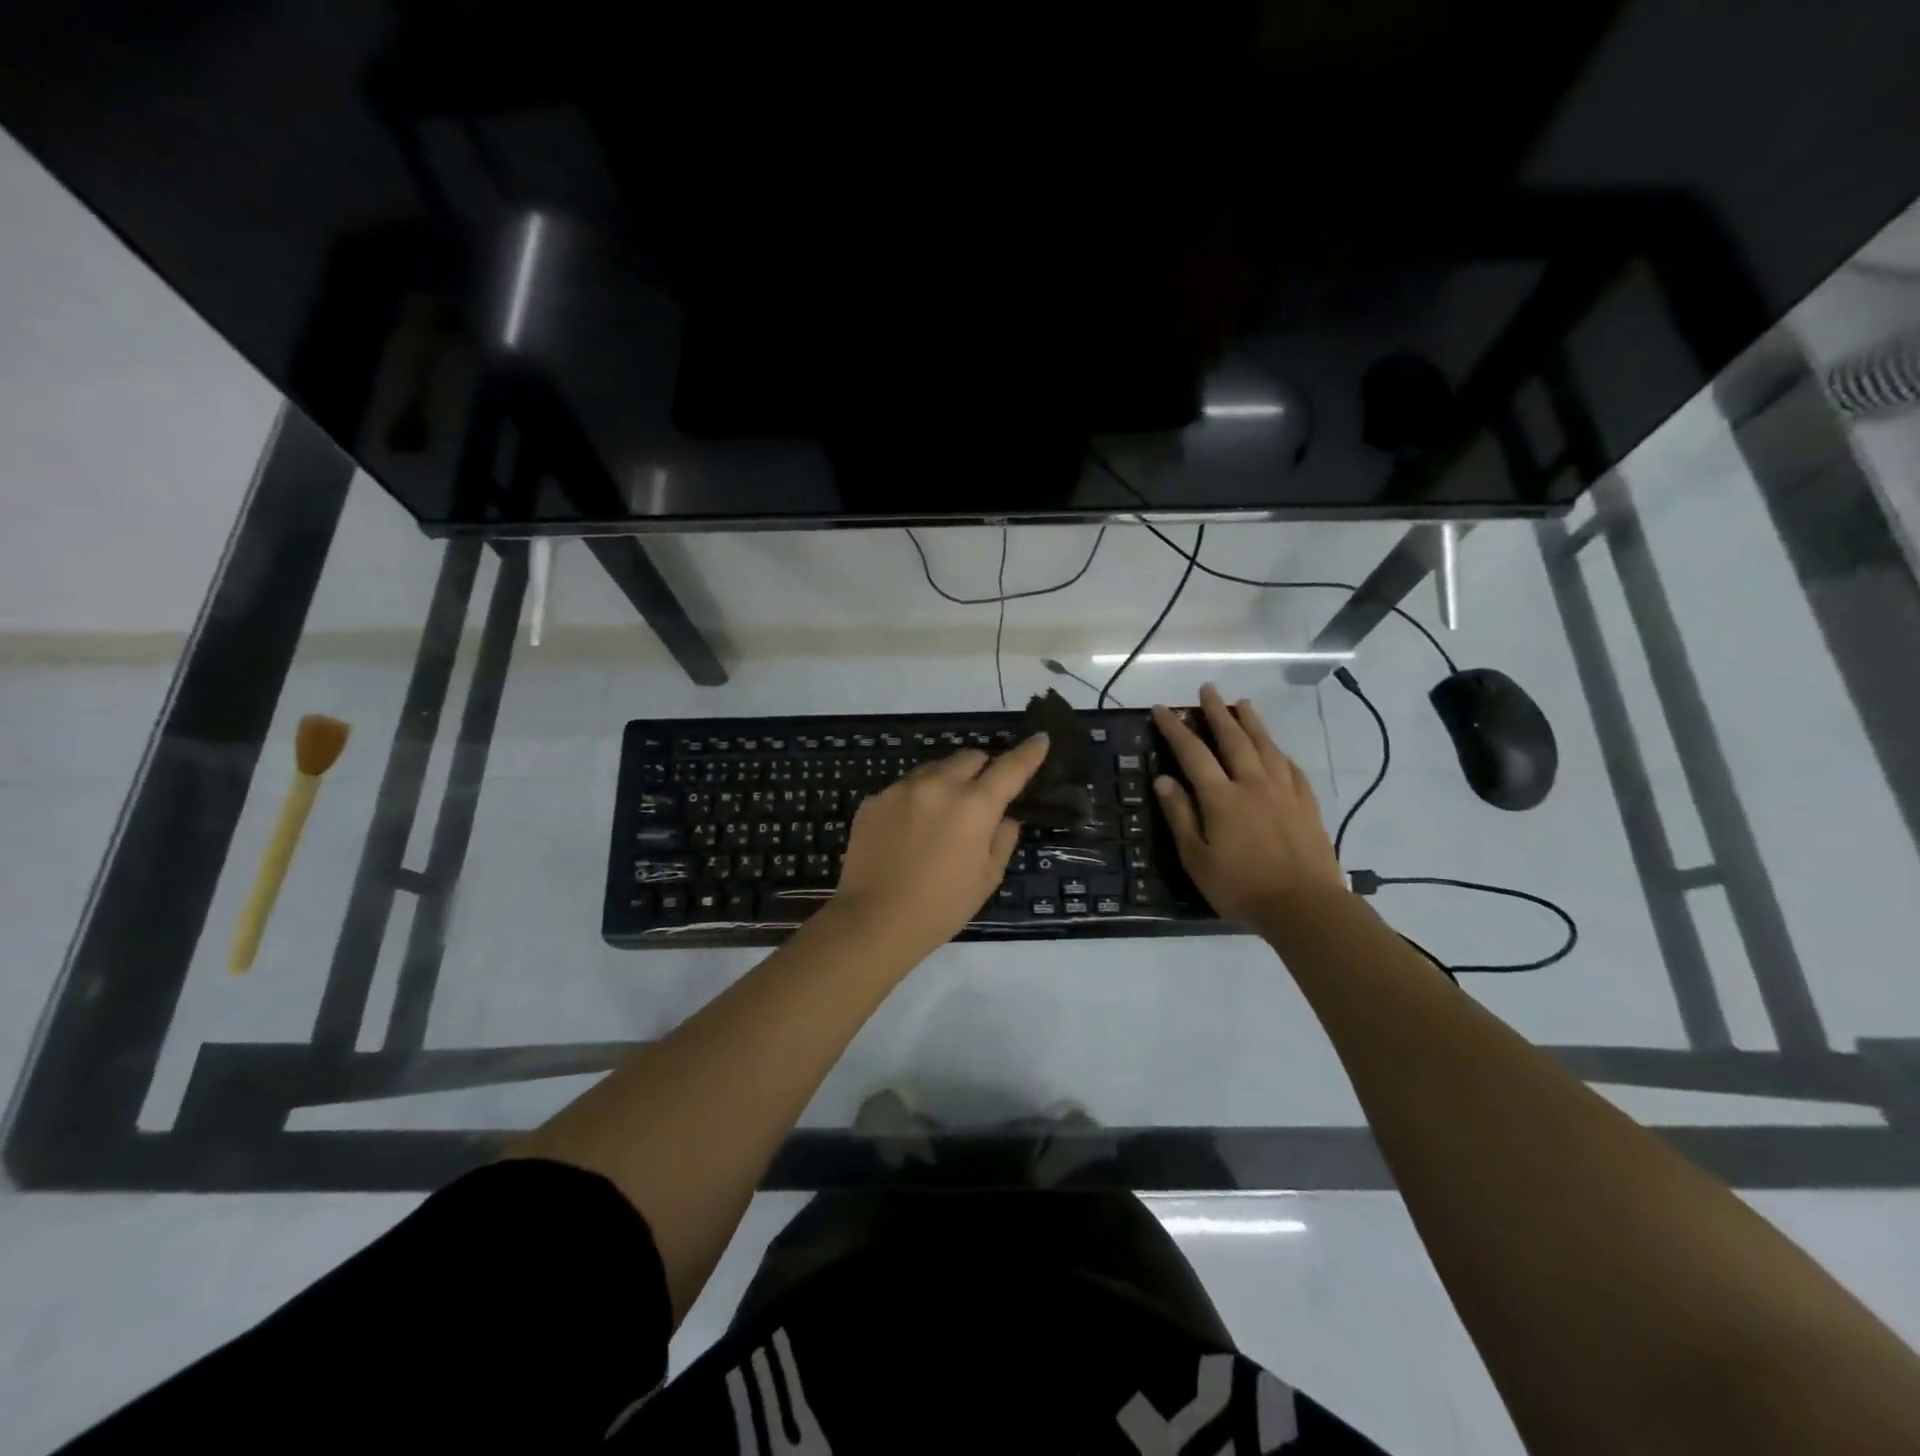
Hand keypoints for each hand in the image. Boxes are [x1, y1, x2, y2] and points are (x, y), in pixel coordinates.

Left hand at [828, 733, 1050, 963]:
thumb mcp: (987, 878)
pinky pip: (904, 788)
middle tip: (981, 795)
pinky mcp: (874, 800)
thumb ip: (1002, 839)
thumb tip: (1004, 817)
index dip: (1029, 752)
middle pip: (969, 757)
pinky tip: (909, 831)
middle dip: (982, 769)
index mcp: (974, 805)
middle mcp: (938, 785)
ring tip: (941, 816)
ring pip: (933, 769)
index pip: (1010, 767)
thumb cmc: (941, 907)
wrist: (874, 920)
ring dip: (946, 782)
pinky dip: (915, 800)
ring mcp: (901, 789)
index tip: (1040, 739)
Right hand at [1152, 684, 1347, 931]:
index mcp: (1221, 797)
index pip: (1193, 752)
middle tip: (1207, 689)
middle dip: (1217, 711)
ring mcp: (1284, 791)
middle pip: (1233, 738)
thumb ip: (1180, 815)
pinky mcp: (1307, 804)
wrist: (1305, 907)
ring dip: (1251, 722)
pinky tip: (1276, 749)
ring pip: (1266, 746)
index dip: (1175, 729)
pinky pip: (1291, 767)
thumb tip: (1163, 779)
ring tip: (1242, 704)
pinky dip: (1279, 752)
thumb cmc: (1241, 888)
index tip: (1163, 710)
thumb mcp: (1196, 858)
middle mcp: (1252, 784)